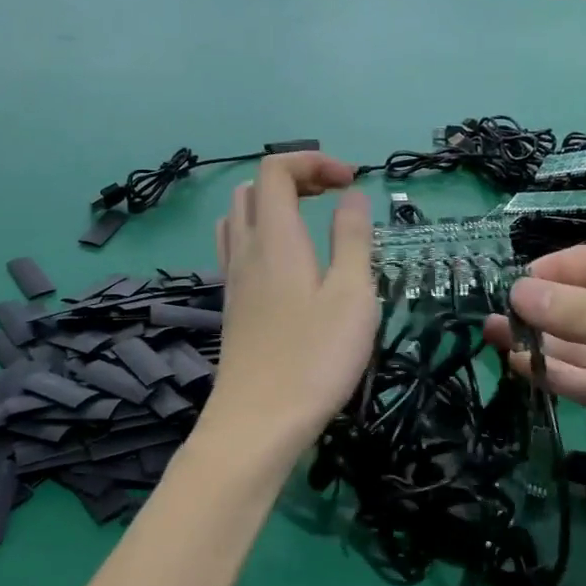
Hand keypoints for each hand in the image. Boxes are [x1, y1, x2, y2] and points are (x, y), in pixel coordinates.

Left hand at [207, 154, 377, 455]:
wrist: (259, 423)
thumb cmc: (315, 357)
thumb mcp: (351, 294)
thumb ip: (353, 238)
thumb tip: (351, 196)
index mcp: (276, 237)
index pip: (276, 169)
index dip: (313, 162)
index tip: (351, 182)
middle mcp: (246, 250)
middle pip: (253, 189)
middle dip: (294, 179)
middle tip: (333, 199)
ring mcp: (233, 280)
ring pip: (239, 219)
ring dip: (274, 208)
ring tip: (311, 227)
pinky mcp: (233, 308)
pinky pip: (237, 250)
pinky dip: (263, 238)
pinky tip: (290, 268)